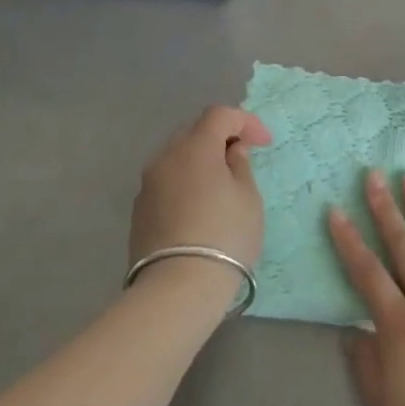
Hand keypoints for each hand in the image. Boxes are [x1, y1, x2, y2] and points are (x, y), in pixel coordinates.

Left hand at [130, 106, 272, 276]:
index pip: (220, 115)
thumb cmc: (224, 236)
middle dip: (220, 137)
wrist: (176, 290)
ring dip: (200, 160)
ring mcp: (148, 185)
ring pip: (177, 157)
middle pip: (194, 131)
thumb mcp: (247, 198)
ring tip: (221, 183)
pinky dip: (186, 182)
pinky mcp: (139, 211)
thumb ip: (240, 165)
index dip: (245, 121)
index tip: (264, 144)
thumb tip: (231, 151)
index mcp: (195, 147)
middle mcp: (166, 157)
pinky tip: (199, 206)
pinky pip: (167, 181)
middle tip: (242, 157)